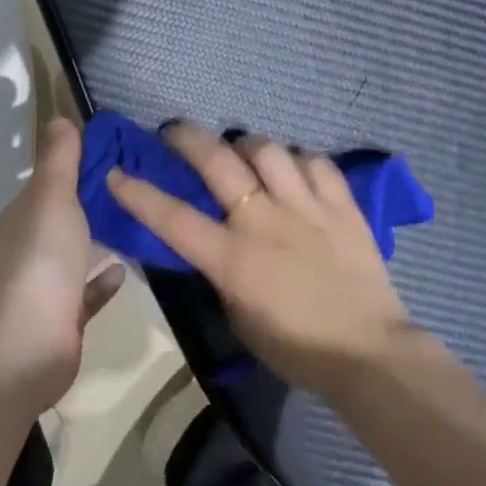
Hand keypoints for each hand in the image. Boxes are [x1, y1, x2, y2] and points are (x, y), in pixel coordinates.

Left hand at [0, 118, 124, 413]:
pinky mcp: (65, 320)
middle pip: (68, 215)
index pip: (56, 179)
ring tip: (144, 221)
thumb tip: (58, 117)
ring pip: (79, 254)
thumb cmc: (38, 261)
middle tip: (146, 181)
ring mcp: (48, 285)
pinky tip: (128, 269)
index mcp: (28, 214)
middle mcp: (35, 246)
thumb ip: (59, 161)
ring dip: (103, 239)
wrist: (21, 347)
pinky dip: (104, 281)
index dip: (84, 161)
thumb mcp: (51, 198)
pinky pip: (88, 293)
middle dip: (97, 200)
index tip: (124, 147)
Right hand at [106, 124, 413, 395]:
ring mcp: (306, 208)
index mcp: (233, 259)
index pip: (173, 218)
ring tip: (244, 152)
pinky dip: (299, 161)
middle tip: (175, 132)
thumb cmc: (296, 348)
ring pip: (268, 150)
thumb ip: (222, 274)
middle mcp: (264, 222)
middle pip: (218, 161)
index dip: (139, 194)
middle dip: (187, 138)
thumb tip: (216, 242)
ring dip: (247, 145)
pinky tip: (295, 170)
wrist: (367, 353)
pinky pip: (316, 162)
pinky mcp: (342, 205)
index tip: (117, 172)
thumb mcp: (239, 318)